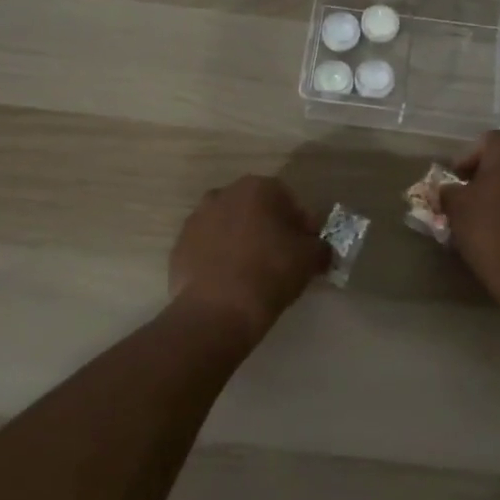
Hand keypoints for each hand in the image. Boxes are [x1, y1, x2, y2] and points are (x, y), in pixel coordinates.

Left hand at [169, 175, 329, 343]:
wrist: (217, 310)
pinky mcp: (179, 246)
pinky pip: (208, 248)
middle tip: (280, 259)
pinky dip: (218, 259)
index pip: (288, 200)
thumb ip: (320, 247)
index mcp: (258, 188)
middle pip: (255, 209)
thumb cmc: (270, 273)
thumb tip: (320, 249)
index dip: (301, 225)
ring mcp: (196, 219)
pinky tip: (228, 283)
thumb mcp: (310, 259)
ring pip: (229, 226)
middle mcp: (224, 194)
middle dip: (268, 228)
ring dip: (241, 241)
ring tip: (251, 273)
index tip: (306, 249)